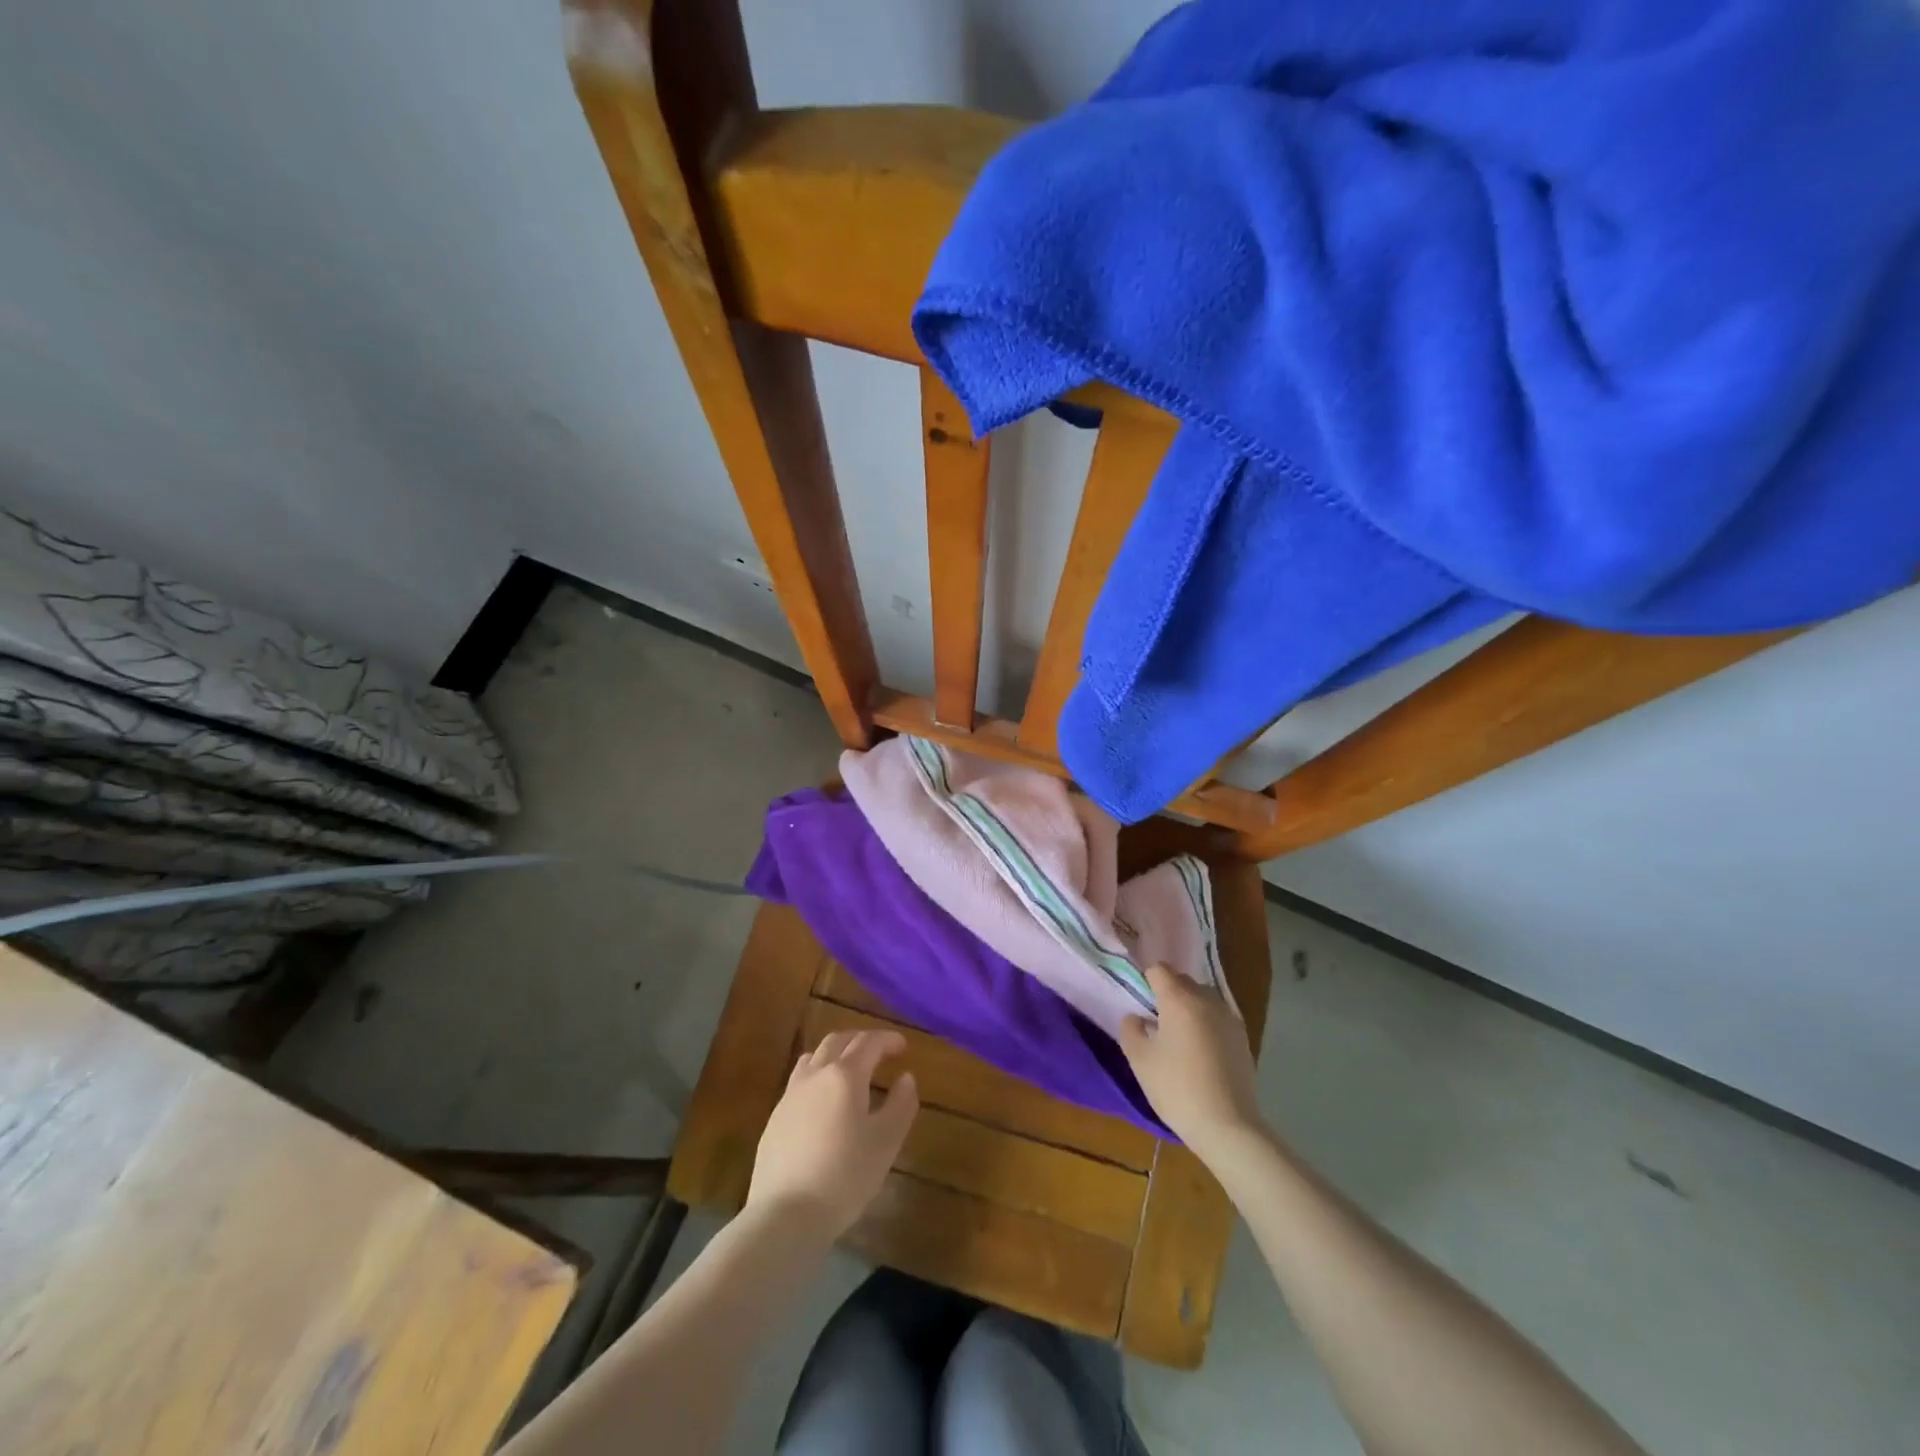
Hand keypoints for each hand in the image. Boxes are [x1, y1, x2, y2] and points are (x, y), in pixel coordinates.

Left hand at [747, 1029, 918, 1240]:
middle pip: (838, 1042)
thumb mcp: (886, 1143)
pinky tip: (824, 1101)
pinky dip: (818, 1077)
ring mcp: (790, 1095)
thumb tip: (906, 1078)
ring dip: (836, 1054)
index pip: (869, 1043)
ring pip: (814, 1057)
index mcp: (845, 1076)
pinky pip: (800, 1081)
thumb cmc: (844, 1177)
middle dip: (861, 1041)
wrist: (785, 1214)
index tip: (903, 1045)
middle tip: (879, 1052)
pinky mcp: (775, 1117)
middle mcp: (815, 1075)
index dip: (888, 1039)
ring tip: (849, 1070)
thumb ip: (901, 1105)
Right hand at [1119, 964, 1263, 1157]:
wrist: (1227, 1126)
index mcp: (1179, 999)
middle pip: (1182, 980)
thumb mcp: (1139, 1060)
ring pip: (1202, 998)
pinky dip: (1206, 1023)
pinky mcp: (1243, 1037)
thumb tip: (1136, 1017)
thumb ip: (1130, 1029)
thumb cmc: (1177, 1089)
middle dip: (1168, 992)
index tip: (1140, 1001)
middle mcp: (1207, 1000)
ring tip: (1179, 1037)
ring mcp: (1229, 1017)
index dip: (1146, 980)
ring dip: (1188, 1007)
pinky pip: (1217, 1017)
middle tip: (1156, 1020)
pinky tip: (1200, 1051)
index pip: (1159, 970)